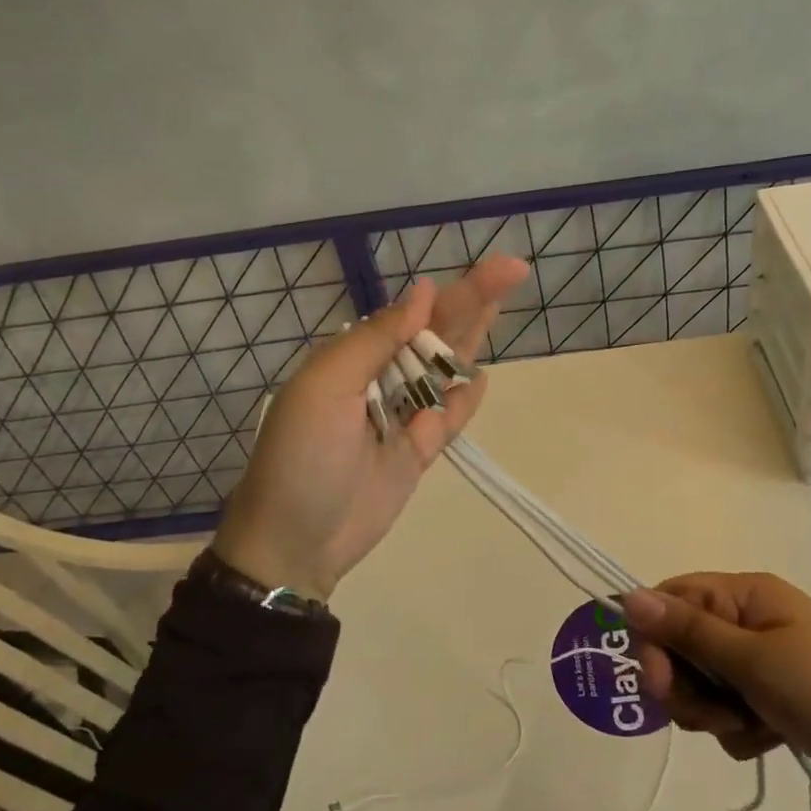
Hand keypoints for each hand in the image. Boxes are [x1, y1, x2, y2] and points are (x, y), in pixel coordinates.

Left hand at [213, 257, 529, 602]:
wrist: (295, 542)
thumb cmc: (304, 456)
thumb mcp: (326, 387)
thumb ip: (376, 339)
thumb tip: (423, 291)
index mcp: (355, 357)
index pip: (413, 313)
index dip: (454, 289)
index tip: (495, 269)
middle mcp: (381, 380)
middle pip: (436, 335)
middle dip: (472, 302)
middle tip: (514, 270)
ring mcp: (402, 417)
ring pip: (446, 371)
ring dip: (472, 339)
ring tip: (503, 304)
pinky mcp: (417, 453)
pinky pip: (449, 419)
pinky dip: (466, 400)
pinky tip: (483, 377)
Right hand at [623, 573, 810, 810]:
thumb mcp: (754, 662)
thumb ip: (687, 632)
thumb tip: (626, 596)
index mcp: (745, 593)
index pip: (672, 598)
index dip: (654, 637)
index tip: (659, 681)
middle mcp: (749, 619)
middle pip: (682, 643)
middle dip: (687, 684)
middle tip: (716, 714)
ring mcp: (763, 660)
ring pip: (702, 681)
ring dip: (712, 711)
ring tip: (749, 727)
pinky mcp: (774, 698)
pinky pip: (729, 709)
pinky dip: (738, 728)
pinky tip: (767, 739)